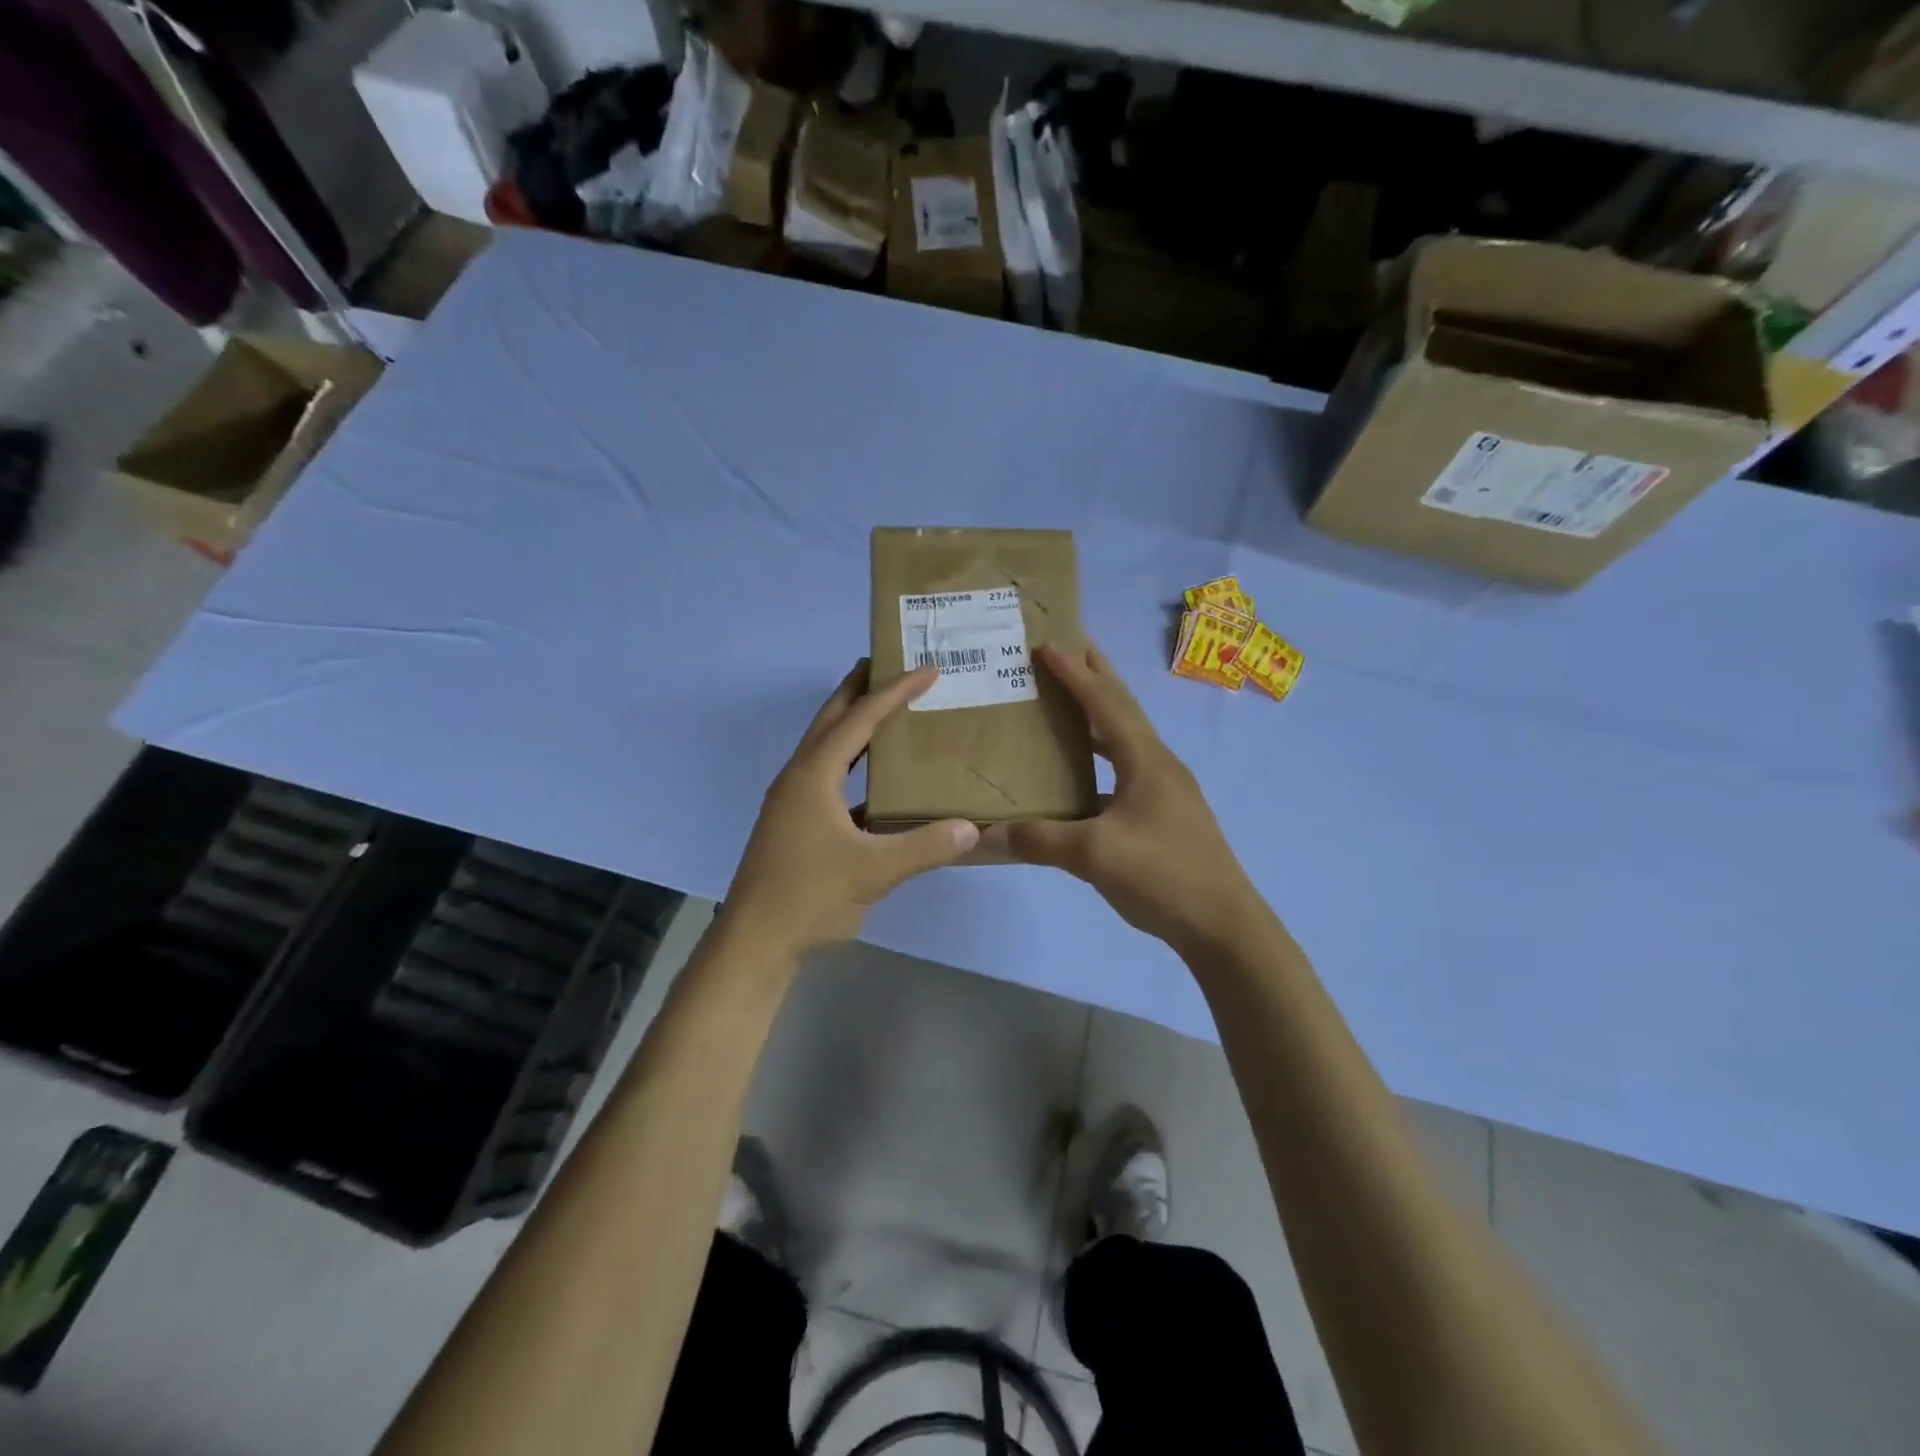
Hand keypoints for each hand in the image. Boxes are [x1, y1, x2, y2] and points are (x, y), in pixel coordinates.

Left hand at [720, 661, 979, 962]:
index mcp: (814, 774)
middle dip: (859, 689)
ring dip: (853, 724)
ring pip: (826, 747)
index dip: (895, 692)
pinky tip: (876, 779)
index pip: (861, 719)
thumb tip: (972, 828)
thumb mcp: (875, 871)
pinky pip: (828, 777)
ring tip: (886, 710)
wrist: (754, 941)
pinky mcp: (795, 823)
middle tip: (891, 666)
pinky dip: (852, 764)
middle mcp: (800, 777)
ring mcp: (793, 801)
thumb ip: (925, 847)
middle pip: (832, 718)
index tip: (927, 670)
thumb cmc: (809, 896)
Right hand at [979, 643, 1256, 952]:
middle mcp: (1158, 765)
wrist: (1223, 925)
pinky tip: (1083, 775)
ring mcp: (1166, 791)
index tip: (1047, 644)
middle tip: (1069, 648)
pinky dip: (1102, 757)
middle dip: (1096, 675)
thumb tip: (988, 833)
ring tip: (1070, 702)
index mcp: (1146, 760)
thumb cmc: (1163, 875)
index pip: (1105, 703)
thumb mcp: (1095, 855)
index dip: (1075, 673)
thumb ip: (1040, 840)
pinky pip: (1126, 769)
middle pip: (1124, 708)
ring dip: (1100, 715)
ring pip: (1127, 739)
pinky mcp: (1165, 815)